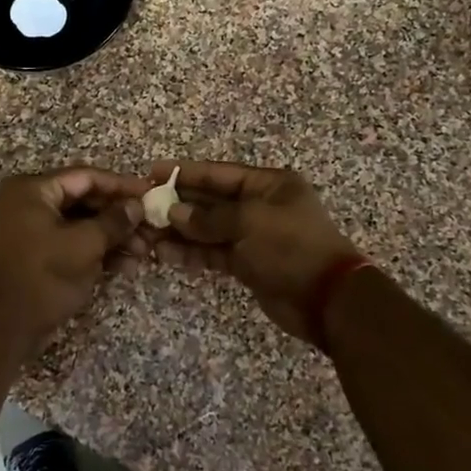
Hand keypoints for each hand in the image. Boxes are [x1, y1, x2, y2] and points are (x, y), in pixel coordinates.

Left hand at [0, 167, 151, 356]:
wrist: (5, 327)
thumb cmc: (44, 277)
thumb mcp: (85, 245)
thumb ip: (114, 221)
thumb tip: (137, 206)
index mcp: (32, 189)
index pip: (85, 177)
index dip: (121, 185)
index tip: (150, 194)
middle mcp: (27, 202)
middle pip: (84, 200)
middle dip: (119, 217)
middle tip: (151, 228)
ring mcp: (29, 228)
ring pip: (80, 223)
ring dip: (112, 237)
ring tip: (143, 252)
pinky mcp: (35, 252)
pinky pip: (70, 241)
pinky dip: (96, 251)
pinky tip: (126, 266)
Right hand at [149, 161, 358, 341]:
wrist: (327, 299)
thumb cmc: (291, 247)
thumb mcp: (250, 223)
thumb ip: (209, 218)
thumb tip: (174, 213)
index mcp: (269, 184)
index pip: (219, 173)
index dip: (186, 172)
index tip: (153, 171)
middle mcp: (260, 206)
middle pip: (211, 201)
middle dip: (178, 205)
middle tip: (143, 208)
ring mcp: (254, 236)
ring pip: (209, 230)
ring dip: (180, 233)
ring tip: (147, 236)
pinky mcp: (248, 264)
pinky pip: (214, 253)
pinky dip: (193, 254)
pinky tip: (166, 256)